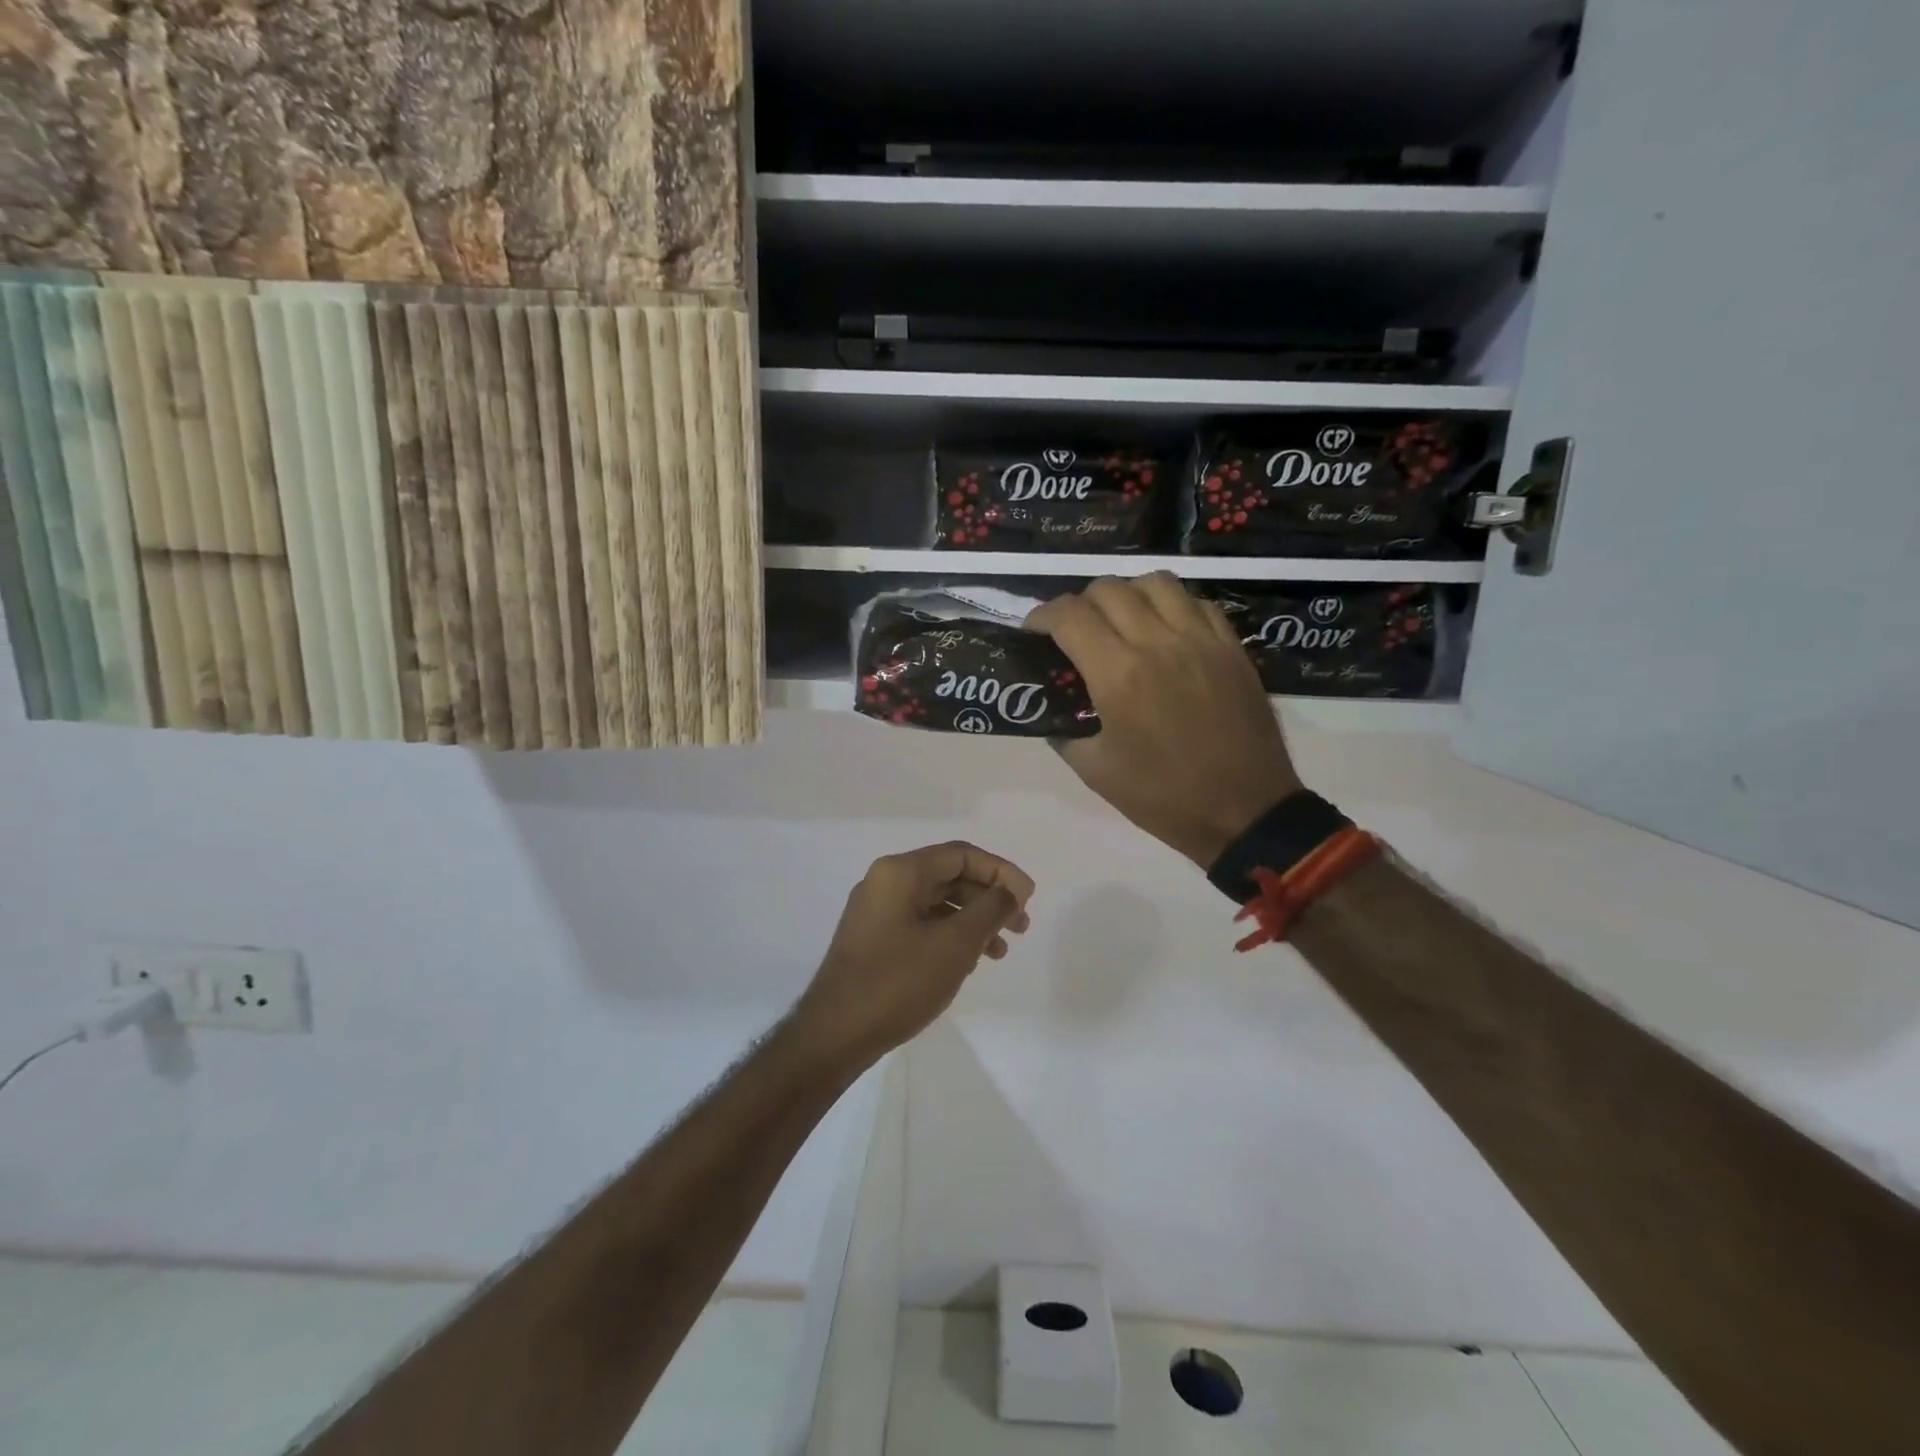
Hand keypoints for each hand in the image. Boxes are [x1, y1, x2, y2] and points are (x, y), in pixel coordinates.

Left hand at [795, 842, 1034, 1064]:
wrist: (835, 1034)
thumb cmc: (898, 982)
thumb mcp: (955, 944)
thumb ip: (990, 910)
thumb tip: (1011, 890)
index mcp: (900, 872)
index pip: (961, 855)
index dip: (1001, 872)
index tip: (1029, 898)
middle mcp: (885, 882)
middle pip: (950, 876)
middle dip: (989, 898)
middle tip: (1021, 927)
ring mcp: (877, 911)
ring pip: (937, 903)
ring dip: (973, 921)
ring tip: (999, 952)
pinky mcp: (874, 939)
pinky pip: (922, 924)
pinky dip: (950, 936)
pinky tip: (968, 963)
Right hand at [1027, 574, 1301, 867]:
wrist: (1245, 812)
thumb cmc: (1163, 797)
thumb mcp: (1095, 772)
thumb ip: (1065, 732)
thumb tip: (1054, 710)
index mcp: (1119, 675)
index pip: (1069, 616)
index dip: (1041, 615)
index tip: (1033, 630)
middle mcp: (1158, 643)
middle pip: (1108, 589)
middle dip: (1079, 603)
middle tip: (1074, 630)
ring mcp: (1201, 640)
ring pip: (1156, 582)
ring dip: (1127, 593)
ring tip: (1121, 619)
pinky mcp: (1232, 648)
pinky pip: (1197, 603)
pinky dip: (1172, 605)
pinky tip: (1166, 630)